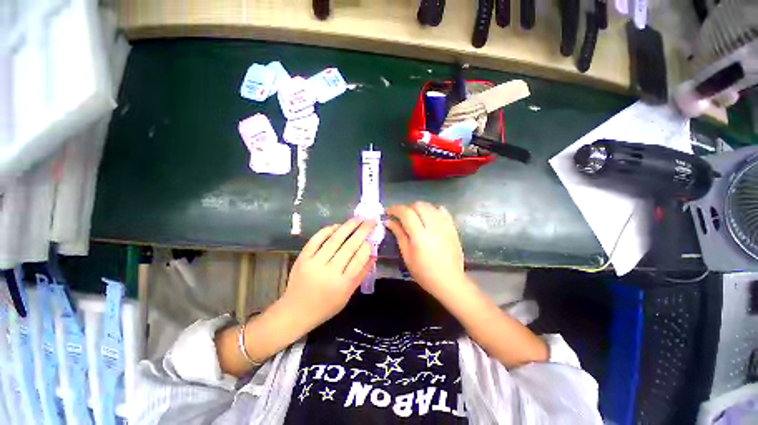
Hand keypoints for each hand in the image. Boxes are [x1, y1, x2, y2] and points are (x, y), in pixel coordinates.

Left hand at [281, 218, 375, 330]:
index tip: (373, 235)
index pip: (359, 259)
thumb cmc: (326, 306)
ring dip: (348, 226)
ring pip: (334, 240)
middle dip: (362, 231)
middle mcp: (329, 272)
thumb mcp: (348, 294)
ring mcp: (314, 263)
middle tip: (371, 220)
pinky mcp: (303, 258)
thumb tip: (373, 253)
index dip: (368, 245)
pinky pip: (316, 239)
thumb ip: (361, 273)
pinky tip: (338, 225)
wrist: (295, 311)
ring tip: (358, 218)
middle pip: (349, 246)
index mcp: (342, 284)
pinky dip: (327, 230)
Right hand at [385, 202, 466, 299]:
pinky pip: (443, 211)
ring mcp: (445, 226)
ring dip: (419, 208)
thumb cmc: (424, 272)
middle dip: (407, 208)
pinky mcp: (453, 227)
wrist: (449, 281)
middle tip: (401, 217)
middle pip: (418, 205)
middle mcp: (434, 226)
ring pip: (430, 206)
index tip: (388, 212)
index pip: (406, 213)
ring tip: (415, 217)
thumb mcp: (407, 255)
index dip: (395, 209)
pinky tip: (429, 218)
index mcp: (420, 236)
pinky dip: (433, 210)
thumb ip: (399, 234)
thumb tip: (389, 221)